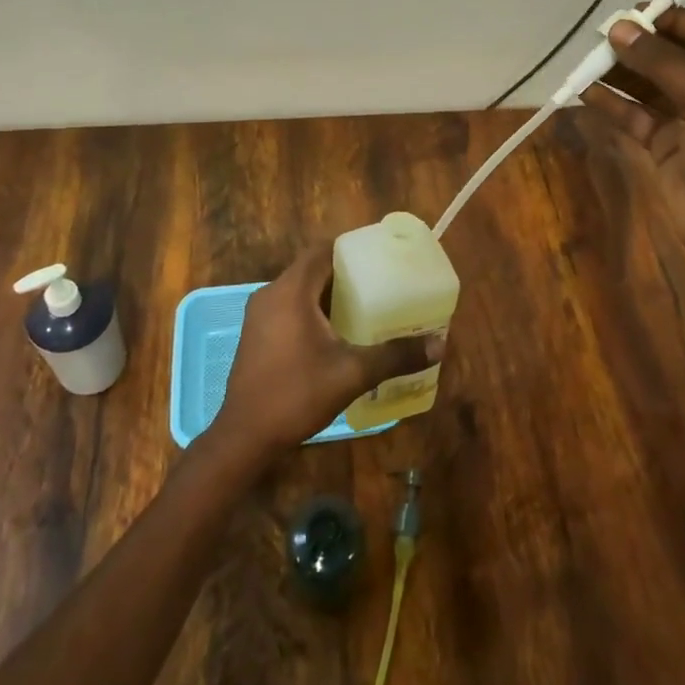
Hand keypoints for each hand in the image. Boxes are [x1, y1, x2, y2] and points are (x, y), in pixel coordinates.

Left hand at [207, 243, 444, 465]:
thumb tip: (440, 345)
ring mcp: (259, 315)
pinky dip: (313, 310)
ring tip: (366, 305)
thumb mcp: (352, 373)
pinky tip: (338, 332)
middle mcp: (270, 294)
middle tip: (381, 282)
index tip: (379, 255)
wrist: (245, 437)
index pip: (322, 250)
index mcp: (290, 291)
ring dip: (329, 294)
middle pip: (312, 269)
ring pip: (300, 290)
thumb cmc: (296, 394)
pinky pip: (289, 308)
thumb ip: (395, 355)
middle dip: (346, 273)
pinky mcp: (256, 335)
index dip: (350, 248)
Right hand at [580, 7, 684, 277]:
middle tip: (604, 35)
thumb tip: (620, 29)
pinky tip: (586, 92)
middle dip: (641, 46)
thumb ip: (662, 64)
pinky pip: (635, 115)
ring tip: (590, 60)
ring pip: (651, 86)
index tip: (635, 11)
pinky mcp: (665, 144)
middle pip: (676, 58)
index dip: (674, 21)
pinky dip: (613, 104)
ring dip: (622, 73)